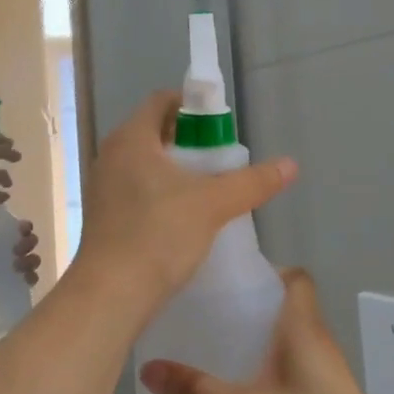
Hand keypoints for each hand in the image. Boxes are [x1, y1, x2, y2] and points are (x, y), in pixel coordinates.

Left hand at [0, 219, 43, 286]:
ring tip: (16, 265)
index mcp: (6, 238)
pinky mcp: (22, 284)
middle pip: (31, 242)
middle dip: (27, 243)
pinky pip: (32, 279)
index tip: (21, 228)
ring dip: (29, 260)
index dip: (25, 226)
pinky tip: (25, 278)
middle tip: (16, 249)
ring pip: (34, 260)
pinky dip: (31, 277)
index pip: (22, 228)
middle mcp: (18, 251)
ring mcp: (22, 267)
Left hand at [71, 91, 296, 314]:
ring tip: (206, 190)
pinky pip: (134, 189)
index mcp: (131, 138)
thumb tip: (290, 164)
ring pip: (144, 163)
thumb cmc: (159, 234)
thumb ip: (252, 182)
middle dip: (188, 141)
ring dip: (174, 169)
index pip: (161, 101)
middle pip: (153, 132)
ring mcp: (102, 186)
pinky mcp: (102, 215)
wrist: (111, 293)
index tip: (220, 127)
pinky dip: (158, 192)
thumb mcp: (212, 205)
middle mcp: (110, 155)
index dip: (193, 106)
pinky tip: (181, 217)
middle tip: (220, 160)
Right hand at [139, 270, 393, 393]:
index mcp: (305, 331)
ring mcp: (328, 380)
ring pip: (290, 343)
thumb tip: (146, 369)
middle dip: (250, 306)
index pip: (296, 279)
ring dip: (259, 341)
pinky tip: (241, 393)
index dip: (267, 270)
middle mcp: (320, 346)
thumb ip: (196, 391)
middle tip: (207, 312)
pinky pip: (294, 373)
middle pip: (287, 308)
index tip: (228, 279)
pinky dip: (269, 372)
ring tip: (215, 347)